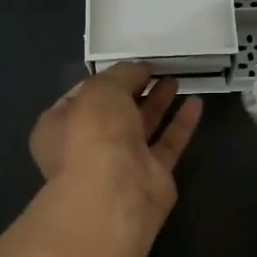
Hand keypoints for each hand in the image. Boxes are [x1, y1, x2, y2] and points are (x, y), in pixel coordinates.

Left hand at [30, 64, 202, 230]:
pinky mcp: (152, 175)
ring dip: (158, 103)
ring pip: (142, 127)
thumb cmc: (94, 132)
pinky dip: (181, 123)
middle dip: (135, 89)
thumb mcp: (102, 88)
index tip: (129, 65)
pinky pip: (168, 143)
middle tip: (157, 69)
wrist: (115, 192)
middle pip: (115, 112)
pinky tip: (197, 102)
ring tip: (176, 78)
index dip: (105, 78)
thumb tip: (140, 70)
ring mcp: (121, 162)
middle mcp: (87, 145)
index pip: (81, 96)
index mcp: (60, 126)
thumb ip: (122, 74)